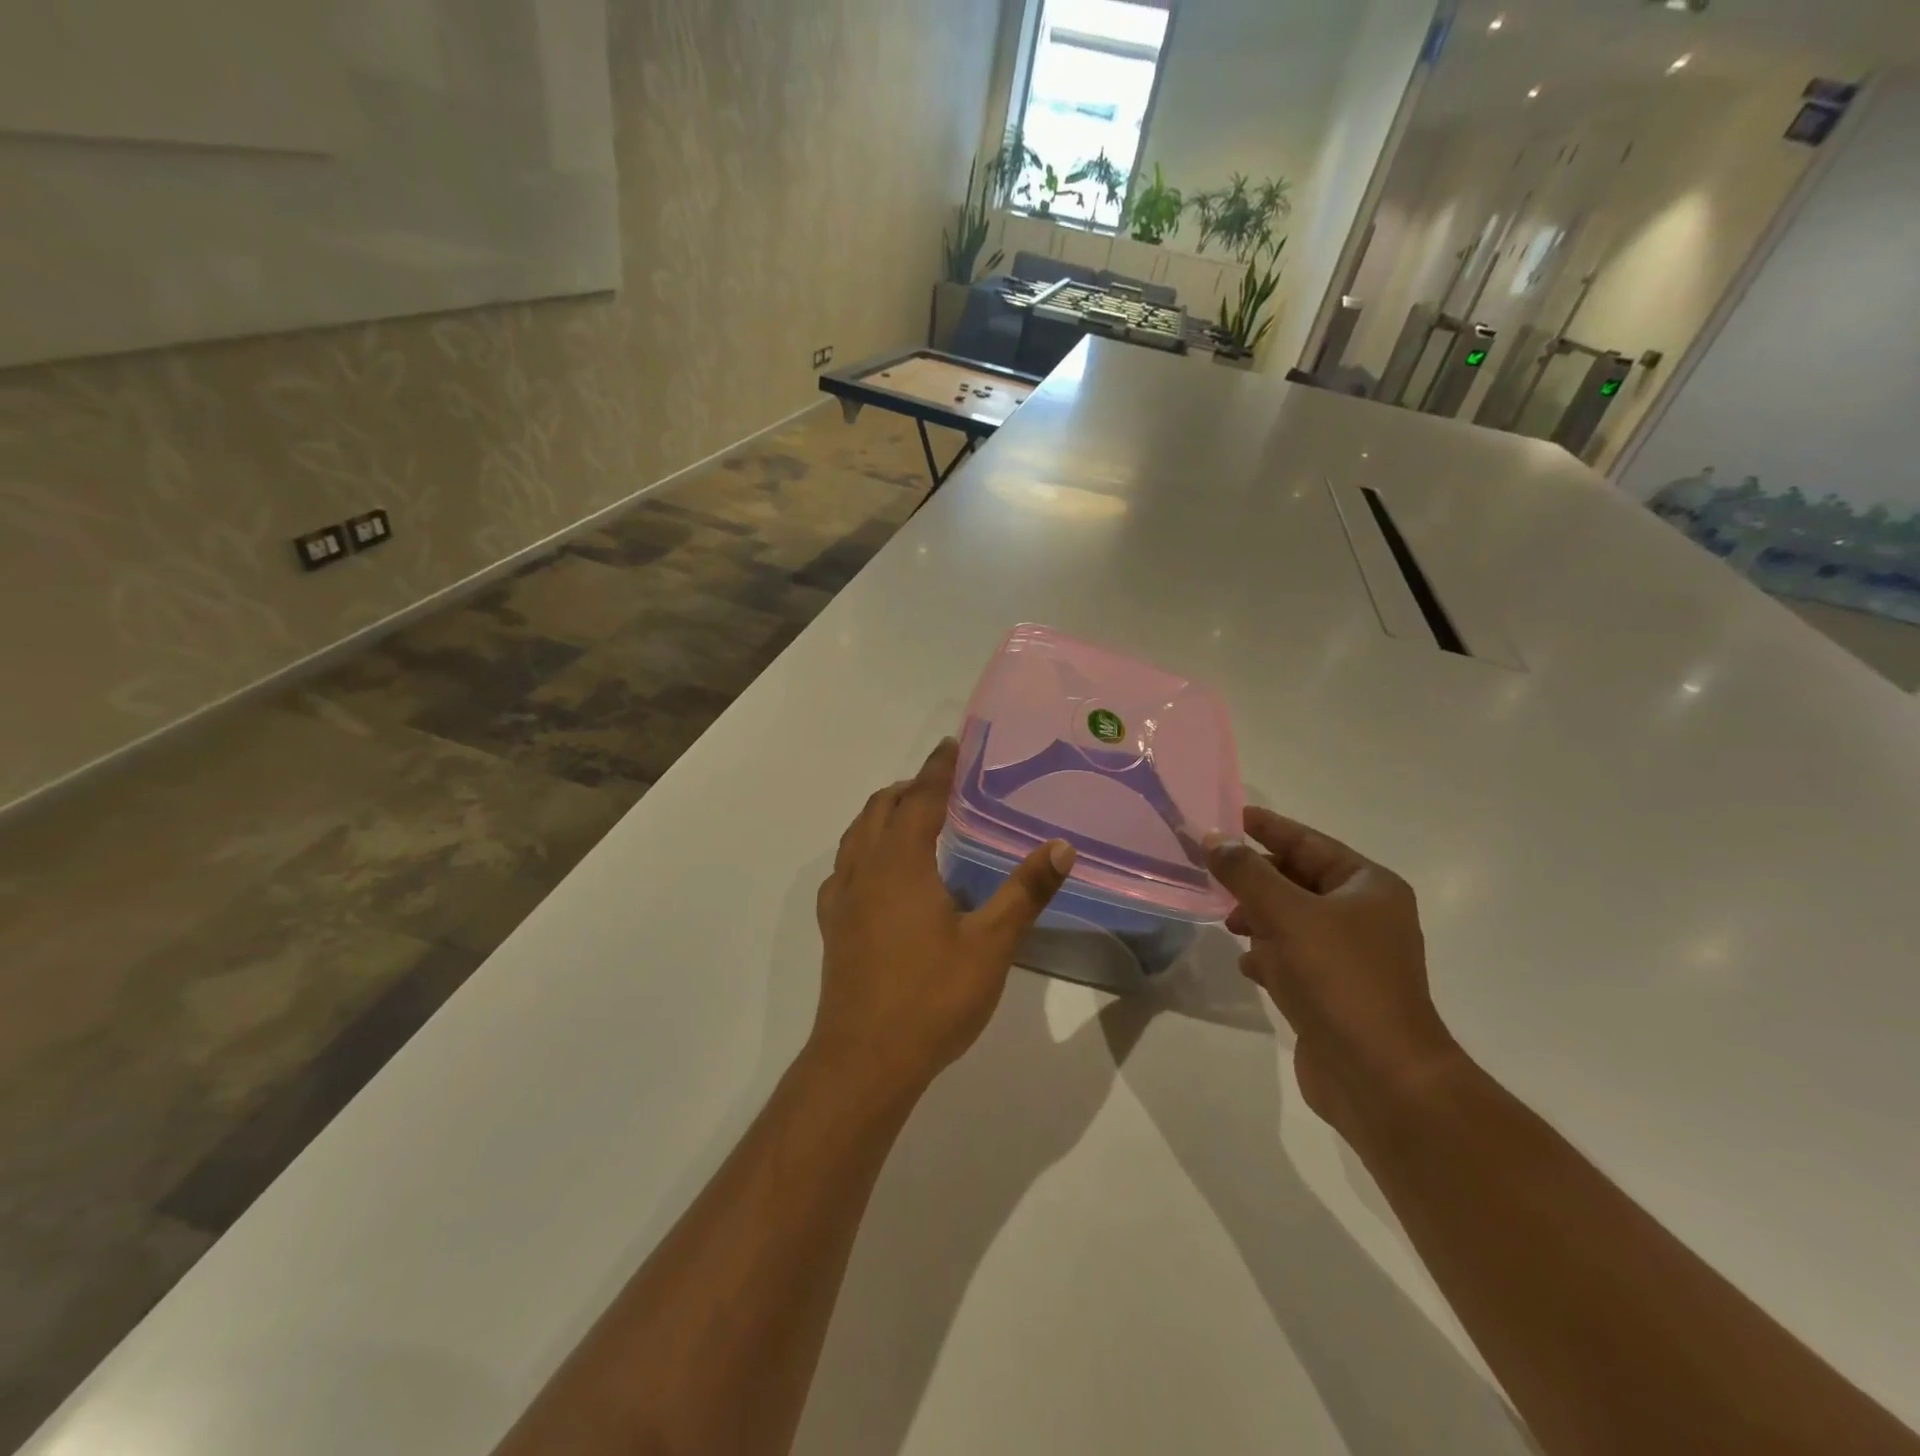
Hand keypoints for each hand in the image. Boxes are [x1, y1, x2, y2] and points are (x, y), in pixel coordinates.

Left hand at [810, 739, 1075, 1098]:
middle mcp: (864, 869)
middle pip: (881, 808)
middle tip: (942, 780)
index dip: (938, 769)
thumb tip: (1060, 846)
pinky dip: (864, 848)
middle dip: (910, 786)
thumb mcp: (990, 945)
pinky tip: (880, 871)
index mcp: (900, 863)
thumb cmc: (930, 998)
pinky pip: (845, 866)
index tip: (952, 744)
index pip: (920, 799)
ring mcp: (841, 898)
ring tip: (912, 814)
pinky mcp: (833, 925)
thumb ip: (1025, 892)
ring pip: (857, 834)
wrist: (864, 1060)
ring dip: (883, 813)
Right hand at [1206, 807, 1461, 1143]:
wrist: (1380, 1077)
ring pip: (1292, 920)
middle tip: (1212, 873)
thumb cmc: (1338, 979)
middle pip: (1298, 880)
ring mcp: (1352, 957)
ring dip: (1258, 917)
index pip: (1308, 842)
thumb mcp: (1285, 914)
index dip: (1267, 827)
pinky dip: (1269, 955)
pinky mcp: (1336, 992)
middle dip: (1256, 878)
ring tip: (1228, 923)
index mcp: (1367, 887)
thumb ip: (1245, 872)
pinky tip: (1249, 966)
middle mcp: (1365, 916)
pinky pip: (1294, 957)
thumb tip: (1214, 839)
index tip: (1228, 816)